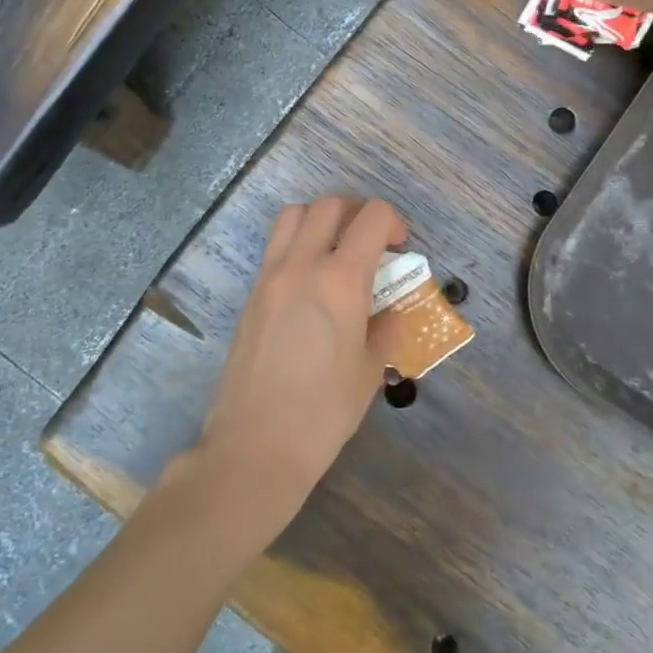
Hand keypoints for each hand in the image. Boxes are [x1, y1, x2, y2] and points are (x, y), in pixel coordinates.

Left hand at [194, 196, 407, 523]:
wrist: (255, 447)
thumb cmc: (323, 412)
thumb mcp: (370, 369)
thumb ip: (386, 327)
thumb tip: (389, 310)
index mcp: (340, 280)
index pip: (372, 217)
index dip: (395, 222)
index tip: (401, 249)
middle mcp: (302, 265)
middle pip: (331, 205)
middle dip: (359, 213)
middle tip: (373, 244)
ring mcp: (270, 277)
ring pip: (295, 215)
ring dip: (323, 220)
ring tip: (338, 251)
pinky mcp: (251, 294)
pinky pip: (277, 246)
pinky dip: (299, 243)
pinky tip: (313, 282)